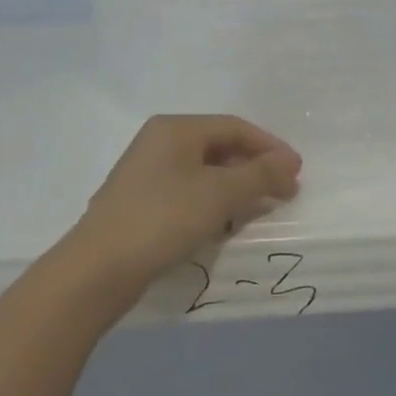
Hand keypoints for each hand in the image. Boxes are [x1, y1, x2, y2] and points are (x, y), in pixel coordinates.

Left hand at [58, 115, 302, 321]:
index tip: (297, 172)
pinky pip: (188, 191)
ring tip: (259, 209)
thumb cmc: (164, 218)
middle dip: (254, 168)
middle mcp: (159, 142)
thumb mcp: (220, 194)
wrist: (99, 268)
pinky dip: (213, 202)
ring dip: (236, 187)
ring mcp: (146, 172)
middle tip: (283, 192)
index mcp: (176, 128)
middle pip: (219, 146)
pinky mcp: (141, 201)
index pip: (235, 127)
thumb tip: (289, 163)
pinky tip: (224, 223)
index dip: (270, 147)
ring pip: (204, 171)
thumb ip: (259, 175)